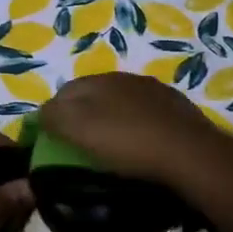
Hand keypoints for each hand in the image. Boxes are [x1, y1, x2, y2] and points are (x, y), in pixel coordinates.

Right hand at [37, 73, 227, 189]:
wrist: (190, 153)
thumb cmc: (127, 142)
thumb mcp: (78, 129)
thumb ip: (53, 116)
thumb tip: (42, 114)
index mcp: (97, 80)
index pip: (64, 92)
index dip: (53, 114)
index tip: (51, 139)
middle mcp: (124, 78)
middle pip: (92, 94)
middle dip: (82, 114)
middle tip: (79, 143)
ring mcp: (154, 91)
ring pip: (121, 102)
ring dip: (111, 118)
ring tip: (111, 145)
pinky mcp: (176, 108)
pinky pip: (146, 114)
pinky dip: (137, 125)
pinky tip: (141, 143)